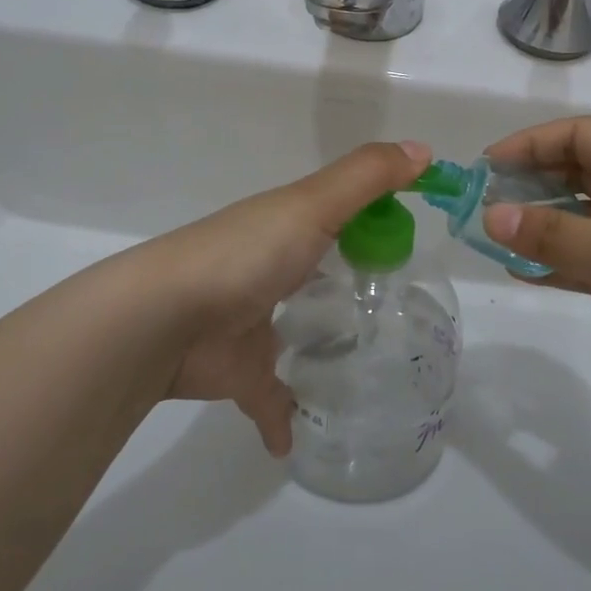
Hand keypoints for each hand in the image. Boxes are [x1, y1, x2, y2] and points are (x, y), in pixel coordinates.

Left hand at [140, 140, 433, 452]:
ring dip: (318, 345)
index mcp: (285, 228)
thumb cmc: (246, 254)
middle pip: (314, 273)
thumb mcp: (313, 204)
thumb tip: (425, 149)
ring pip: (292, 333)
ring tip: (370, 365)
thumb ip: (368, 178)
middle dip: (345, 283)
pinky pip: (269, 399)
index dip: (371, 221)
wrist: (164, 320)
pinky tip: (303, 441)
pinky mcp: (240, 373)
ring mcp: (252, 324)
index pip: (336, 216)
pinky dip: (283, 420)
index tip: (410, 239)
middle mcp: (268, 270)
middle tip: (399, 306)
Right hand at [479, 116, 590, 431]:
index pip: (584, 135)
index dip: (531, 144)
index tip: (485, 168)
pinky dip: (569, 259)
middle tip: (484, 207)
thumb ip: (556, 236)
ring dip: (547, 224)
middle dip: (534, 184)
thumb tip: (490, 214)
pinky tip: (530, 273)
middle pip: (586, 171)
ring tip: (497, 240)